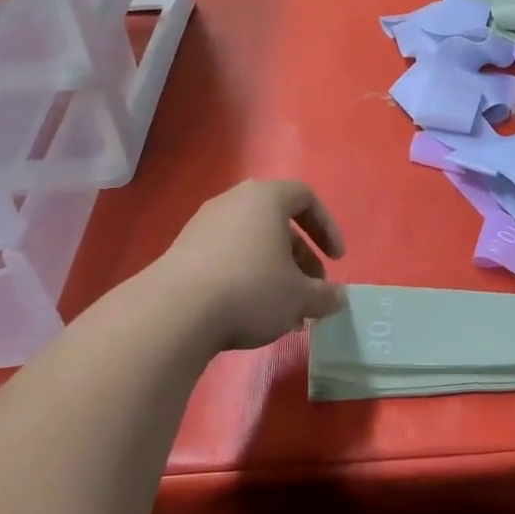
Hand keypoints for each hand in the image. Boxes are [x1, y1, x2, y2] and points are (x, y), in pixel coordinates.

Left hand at [152, 180, 346, 350]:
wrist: (175, 311)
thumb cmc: (251, 289)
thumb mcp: (299, 297)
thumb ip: (325, 296)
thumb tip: (339, 299)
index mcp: (266, 199)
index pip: (305, 197)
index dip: (327, 227)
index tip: (337, 260)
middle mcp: (233, 202)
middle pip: (278, 225)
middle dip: (301, 260)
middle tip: (313, 292)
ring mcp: (204, 225)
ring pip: (253, 245)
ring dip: (276, 274)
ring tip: (286, 314)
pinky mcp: (183, 251)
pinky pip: (227, 257)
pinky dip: (247, 278)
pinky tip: (252, 315)